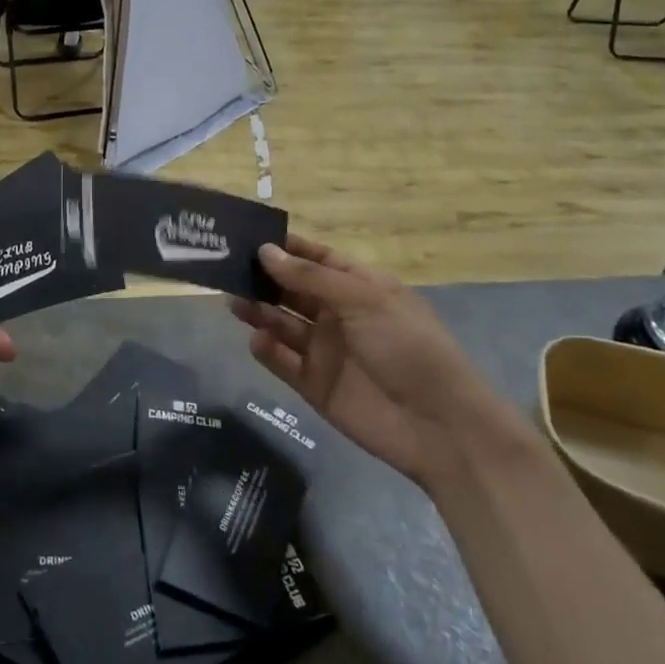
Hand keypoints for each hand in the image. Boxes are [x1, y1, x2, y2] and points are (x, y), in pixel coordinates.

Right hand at [231, 236, 524, 488]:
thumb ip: (310, 278)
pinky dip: (267, 350)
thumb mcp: (363, 300)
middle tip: (226, 270)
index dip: (286, 249)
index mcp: (359, 287)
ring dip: (259, 311)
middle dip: (263, 279)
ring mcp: (325, 351)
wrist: (438, 426)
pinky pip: (283, 362)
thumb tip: (266, 251)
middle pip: (292, 290)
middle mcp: (338, 315)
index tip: (248, 238)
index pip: (316, 260)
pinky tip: (257, 340)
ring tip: (234, 302)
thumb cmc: (407, 346)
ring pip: (282, 323)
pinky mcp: (314, 385)